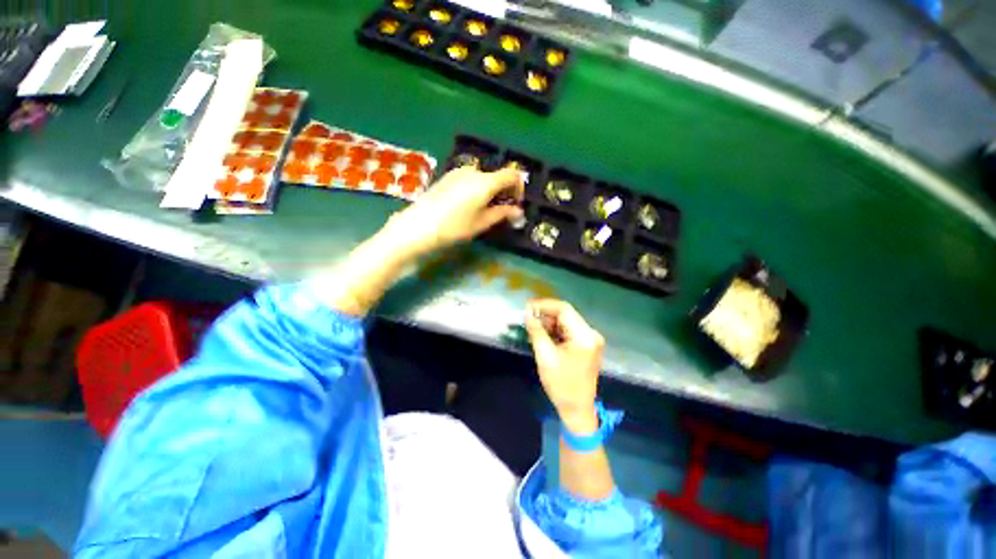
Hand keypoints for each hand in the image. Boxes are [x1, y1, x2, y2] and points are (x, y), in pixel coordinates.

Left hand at [383, 165, 523, 257]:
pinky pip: (470, 179)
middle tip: (502, 210)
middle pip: (497, 176)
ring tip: (485, 209)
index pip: (511, 175)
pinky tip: (470, 204)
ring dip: (490, 190)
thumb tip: (519, 212)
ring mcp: (458, 172)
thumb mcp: (481, 222)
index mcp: (485, 181)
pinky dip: (477, 188)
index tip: (516, 204)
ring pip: (483, 178)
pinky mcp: (448, 176)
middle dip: (504, 191)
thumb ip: (502, 213)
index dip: (518, 188)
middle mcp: (473, 171)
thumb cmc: (454, 226)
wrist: (419, 225)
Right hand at [524, 299, 604, 432]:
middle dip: (546, 314)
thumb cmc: (561, 384)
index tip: (528, 306)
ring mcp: (591, 339)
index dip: (544, 305)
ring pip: (567, 322)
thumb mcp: (545, 356)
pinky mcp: (587, 345)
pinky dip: (556, 330)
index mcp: (584, 336)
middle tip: (528, 318)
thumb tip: (527, 314)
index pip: (564, 309)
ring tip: (533, 327)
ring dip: (550, 323)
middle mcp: (591, 333)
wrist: (577, 408)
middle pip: (566, 314)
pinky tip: (544, 335)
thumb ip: (536, 332)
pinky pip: (569, 331)